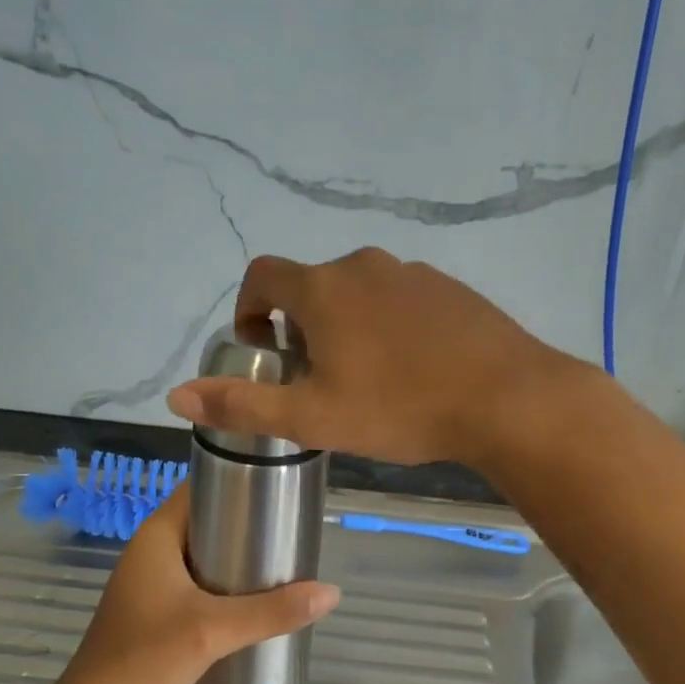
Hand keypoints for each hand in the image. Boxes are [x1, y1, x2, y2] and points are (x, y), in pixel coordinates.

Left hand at [53, 484, 338, 683]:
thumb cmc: (147, 657)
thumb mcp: (213, 630)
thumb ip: (272, 611)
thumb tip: (331, 593)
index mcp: (156, 536)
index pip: (198, 488)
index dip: (235, 481)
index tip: (278, 488)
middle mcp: (151, 552)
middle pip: (205, 523)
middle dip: (245, 526)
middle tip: (289, 531)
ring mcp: (151, 584)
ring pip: (202, 557)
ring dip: (236, 559)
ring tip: (281, 563)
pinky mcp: (156, 612)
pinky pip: (197, 586)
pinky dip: (224, 587)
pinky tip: (254, 601)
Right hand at [165, 248, 588, 465]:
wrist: (507, 399)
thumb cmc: (401, 408)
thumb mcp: (313, 417)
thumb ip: (242, 404)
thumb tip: (177, 395)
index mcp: (324, 289)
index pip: (262, 275)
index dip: (248, 309)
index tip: (262, 351)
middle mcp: (365, 266)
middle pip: (311, 286)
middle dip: (300, 326)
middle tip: (315, 379)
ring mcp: (413, 272)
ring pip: (359, 293)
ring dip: (347, 325)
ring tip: (366, 379)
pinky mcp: (451, 289)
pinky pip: (402, 299)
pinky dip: (390, 325)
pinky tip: (412, 369)